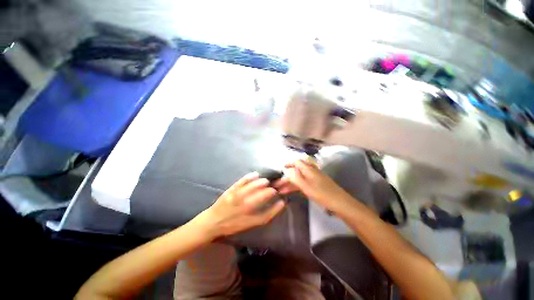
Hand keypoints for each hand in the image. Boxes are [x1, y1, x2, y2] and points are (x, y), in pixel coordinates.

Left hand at [193, 172, 285, 239]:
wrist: (212, 221)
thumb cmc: (233, 224)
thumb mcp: (250, 225)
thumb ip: (265, 215)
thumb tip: (279, 204)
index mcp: (249, 218)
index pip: (267, 211)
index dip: (276, 205)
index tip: (280, 197)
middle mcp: (244, 206)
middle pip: (262, 195)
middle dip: (271, 190)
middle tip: (274, 187)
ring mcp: (237, 196)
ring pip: (254, 186)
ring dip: (262, 182)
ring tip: (266, 182)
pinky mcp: (231, 189)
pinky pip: (243, 181)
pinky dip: (250, 177)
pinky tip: (256, 174)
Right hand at [282, 159, 349, 210]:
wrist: (340, 203)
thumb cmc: (322, 194)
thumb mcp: (306, 186)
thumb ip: (295, 177)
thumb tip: (286, 170)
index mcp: (308, 169)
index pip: (296, 162)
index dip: (288, 164)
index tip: (280, 170)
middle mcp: (311, 171)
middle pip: (296, 171)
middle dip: (287, 177)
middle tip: (278, 184)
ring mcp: (314, 178)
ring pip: (299, 178)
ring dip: (290, 183)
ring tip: (281, 190)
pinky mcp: (316, 185)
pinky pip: (303, 183)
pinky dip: (296, 186)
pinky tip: (290, 191)